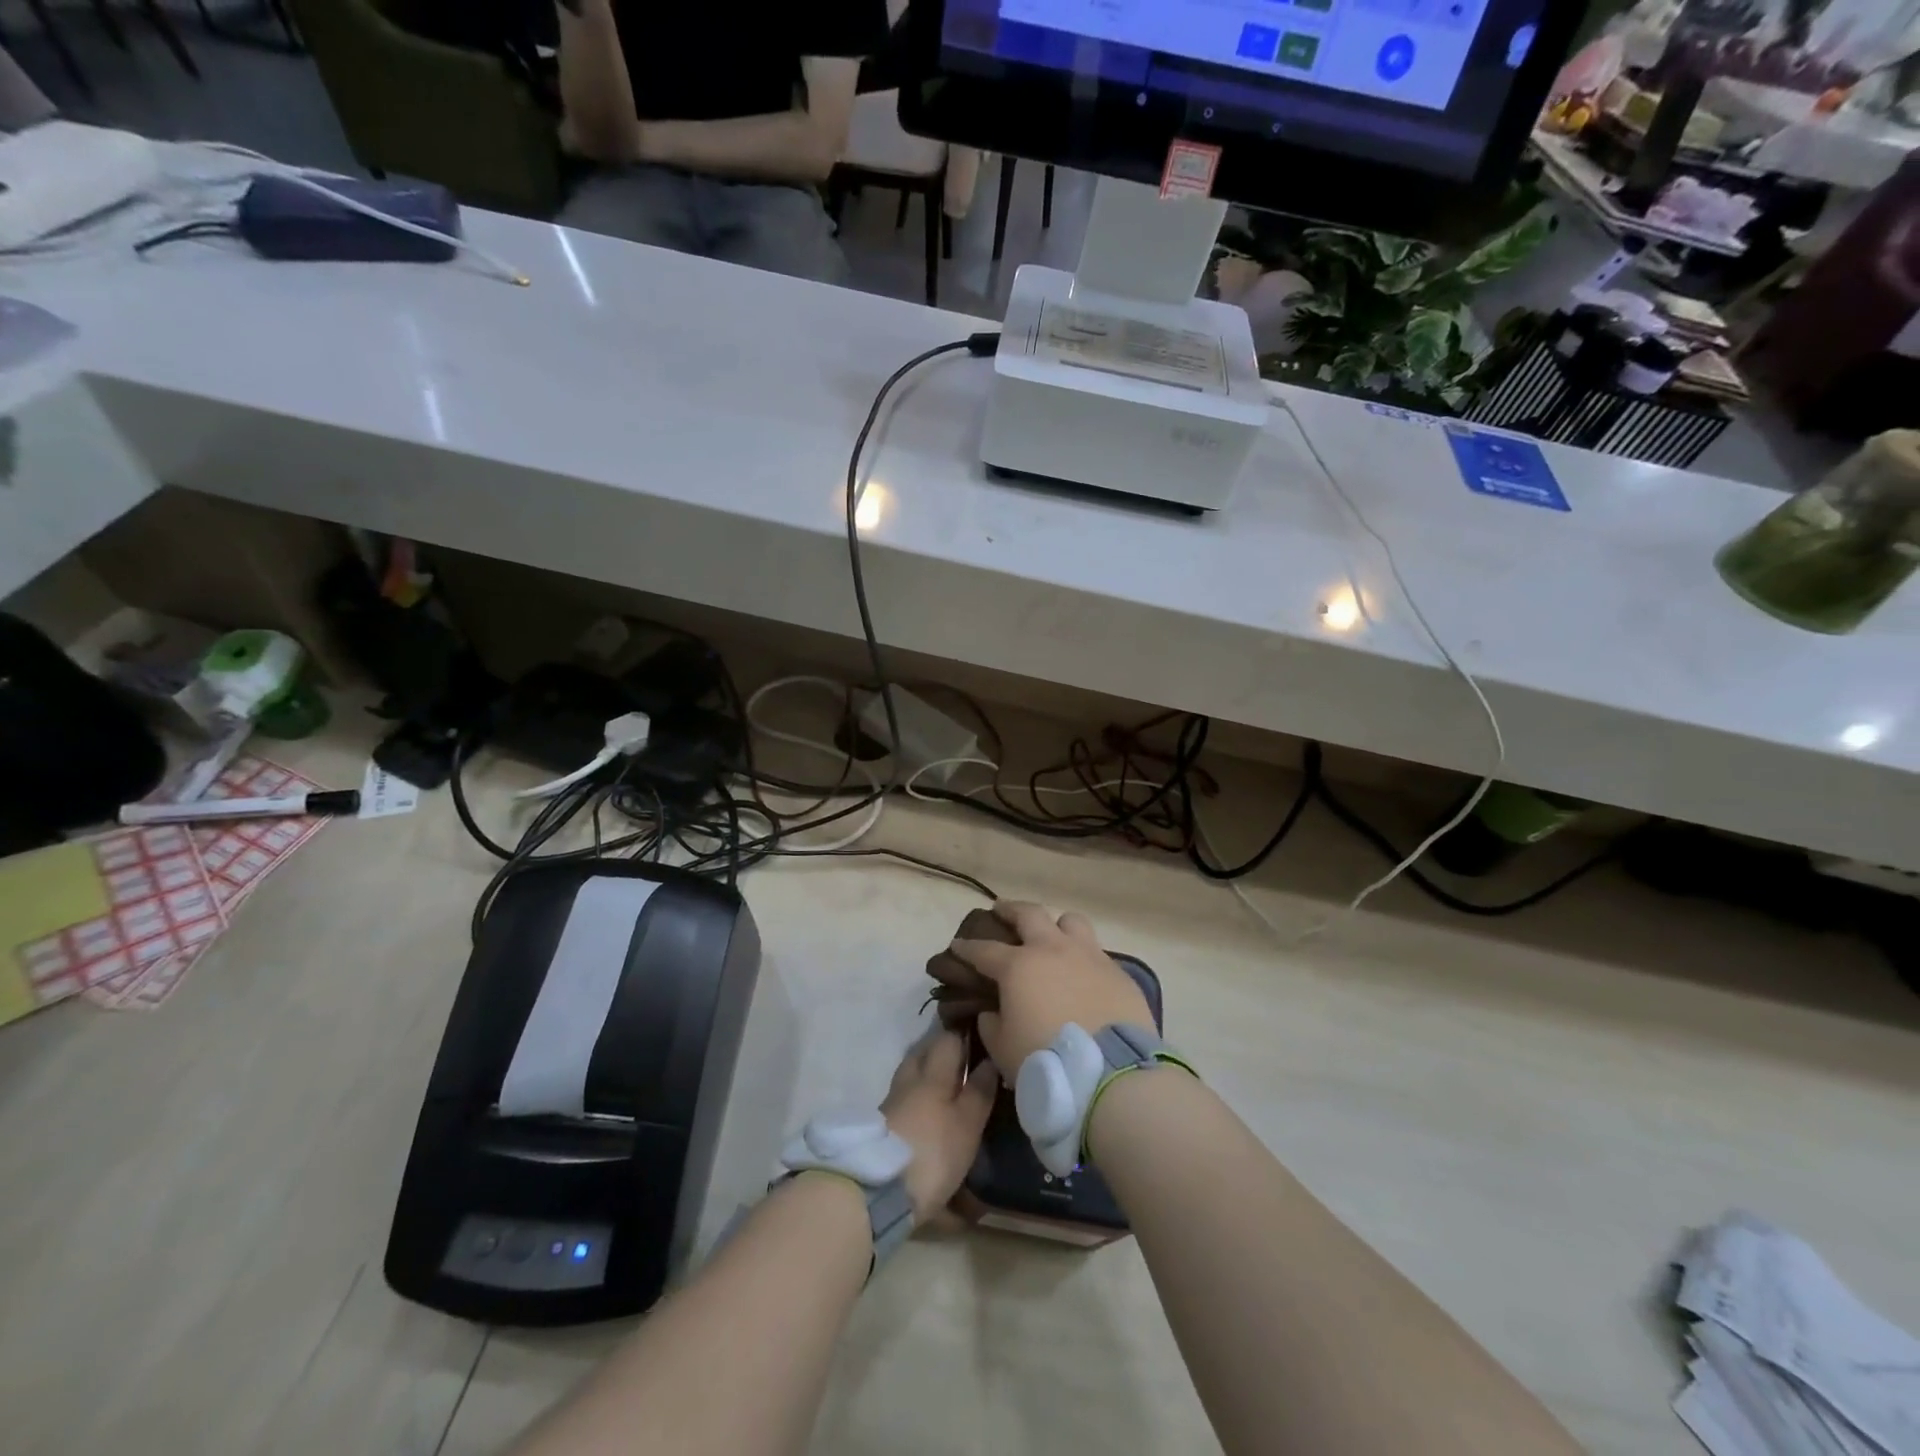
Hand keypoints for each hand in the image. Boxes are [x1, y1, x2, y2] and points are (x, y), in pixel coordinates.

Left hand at [880, 1030, 997, 1224]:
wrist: (878, 1190)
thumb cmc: (932, 1151)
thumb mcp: (967, 1124)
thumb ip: (979, 1091)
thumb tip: (990, 1059)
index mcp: (932, 1073)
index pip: (947, 1039)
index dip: (963, 1035)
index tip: (980, 1040)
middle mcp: (909, 1080)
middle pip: (923, 1054)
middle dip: (942, 1053)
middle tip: (964, 1063)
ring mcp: (892, 1103)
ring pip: (911, 1077)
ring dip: (928, 1077)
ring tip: (948, 1090)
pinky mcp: (882, 1128)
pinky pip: (903, 1099)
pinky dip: (916, 1099)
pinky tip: (927, 1113)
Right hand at [948, 901, 1152, 1077]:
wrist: (1110, 1075)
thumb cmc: (1046, 1061)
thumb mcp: (1002, 1048)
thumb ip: (991, 1024)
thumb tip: (992, 1011)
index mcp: (1019, 966)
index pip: (984, 950)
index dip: (967, 947)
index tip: (957, 945)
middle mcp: (1053, 950)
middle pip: (1029, 914)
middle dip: (1010, 910)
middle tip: (1001, 910)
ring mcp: (1090, 956)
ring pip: (1070, 921)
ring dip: (1056, 925)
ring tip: (1051, 935)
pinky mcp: (1118, 973)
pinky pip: (1097, 953)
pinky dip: (1084, 957)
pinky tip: (1083, 973)